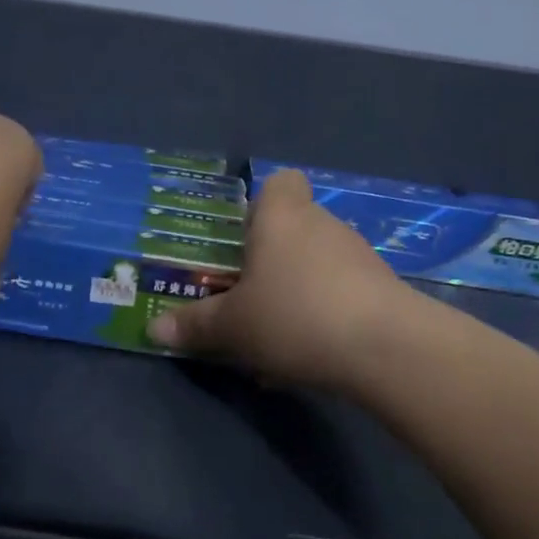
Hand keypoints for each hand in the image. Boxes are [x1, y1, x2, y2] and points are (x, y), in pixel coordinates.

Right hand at [146, 169, 415, 390]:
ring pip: (319, 265)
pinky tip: (309, 356)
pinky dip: (325, 315)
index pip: (281, 182)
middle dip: (273, 259)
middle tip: (248, 296)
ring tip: (276, 338)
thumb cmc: (293, 316)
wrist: (384, 348)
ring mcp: (359, 255)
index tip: (246, 237)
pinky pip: (342, 294)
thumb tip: (154, 329)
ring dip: (298, 291)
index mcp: (282, 217)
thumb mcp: (233, 326)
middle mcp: (323, 225)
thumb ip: (195, 324)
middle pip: (296, 227)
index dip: (263, 202)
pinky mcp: (384, 289)